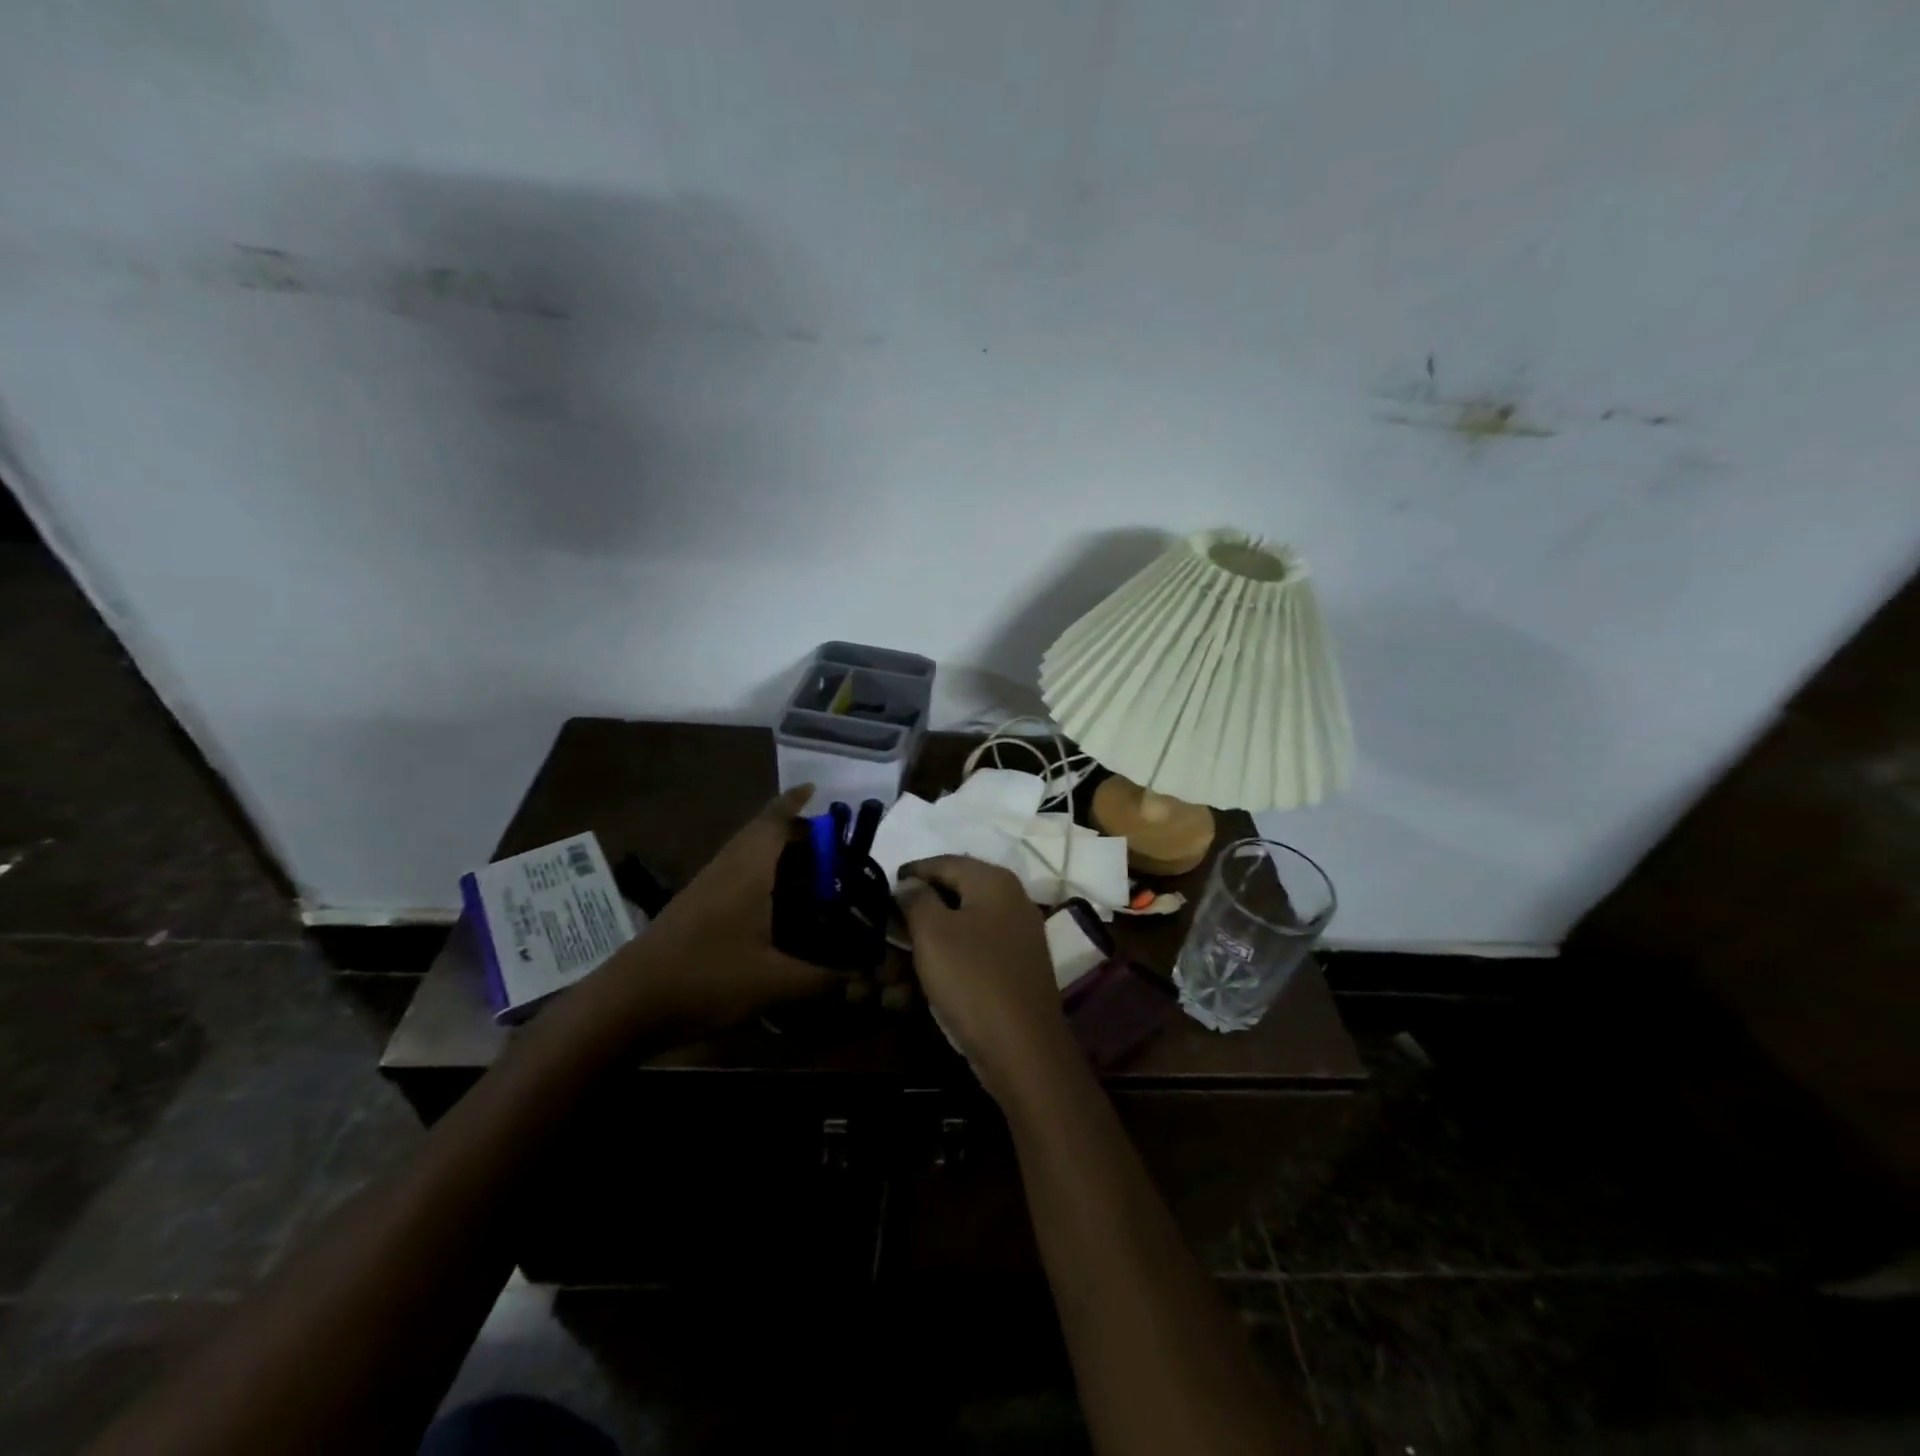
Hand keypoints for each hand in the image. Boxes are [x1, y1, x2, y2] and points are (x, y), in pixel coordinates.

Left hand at [597, 786, 835, 1041]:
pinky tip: (774, 908)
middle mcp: (726, 869)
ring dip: (776, 856)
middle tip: (832, 849)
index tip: (816, 789)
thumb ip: (823, 982)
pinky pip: (736, 877)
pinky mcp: (693, 910)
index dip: (795, 802)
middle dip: (796, 833)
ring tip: (811, 875)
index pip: (774, 820)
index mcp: (746, 869)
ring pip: (746, 856)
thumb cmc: (705, 978)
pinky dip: (761, 878)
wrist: (626, 1005)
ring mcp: (705, 888)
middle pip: (761, 834)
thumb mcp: (773, 983)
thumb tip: (866, 986)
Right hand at [899, 855, 1070, 1098]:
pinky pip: (971, 956)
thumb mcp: (933, 933)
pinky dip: (943, 966)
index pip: (945, 862)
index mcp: (994, 882)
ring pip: (959, 930)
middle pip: (954, 895)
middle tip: (884, 928)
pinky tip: (914, 989)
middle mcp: (1011, 901)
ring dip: (923, 946)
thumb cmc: (972, 979)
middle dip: (915, 914)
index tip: (883, 884)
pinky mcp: (1013, 970)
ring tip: (890, 968)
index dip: (912, 871)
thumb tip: (909, 883)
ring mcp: (1016, 937)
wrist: (1023, 1049)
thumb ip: (917, 899)